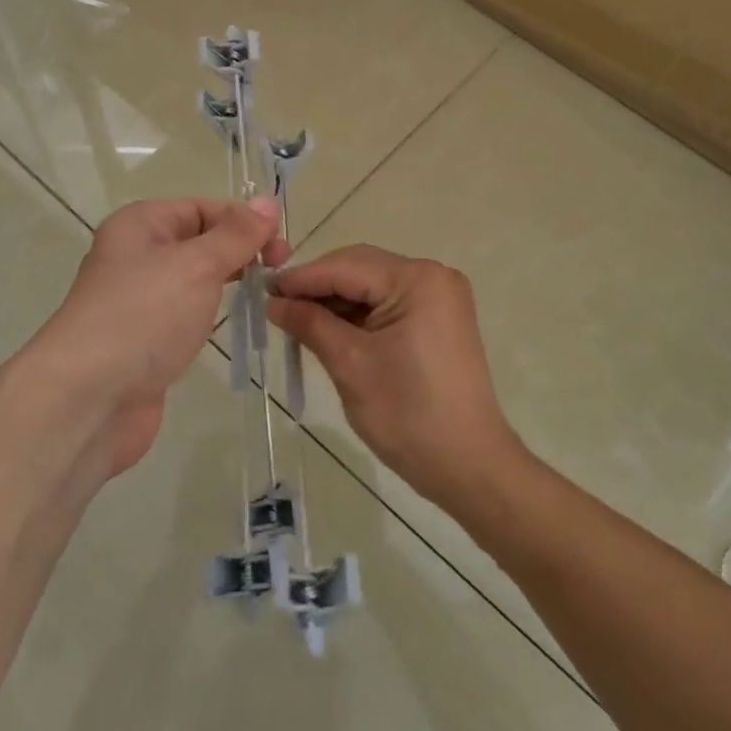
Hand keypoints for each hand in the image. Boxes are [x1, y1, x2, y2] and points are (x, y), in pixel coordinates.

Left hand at [26, 197, 281, 477]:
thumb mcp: (197, 265)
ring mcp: (139, 299)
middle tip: (279, 271)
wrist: (88, 400)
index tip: (281, 247)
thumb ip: (236, 235)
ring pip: (195, 279)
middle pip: (200, 241)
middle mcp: (137, 255)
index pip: (203, 208)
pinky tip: (235, 324)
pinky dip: (211, 314)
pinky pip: (186, 313)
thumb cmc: (143, 317)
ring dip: (228, 282)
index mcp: (141, 225)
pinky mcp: (145, 338)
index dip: (243, 221)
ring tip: (266, 295)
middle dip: (240, 251)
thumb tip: (267, 202)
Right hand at [267, 245, 523, 509]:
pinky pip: (388, 305)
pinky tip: (329, 330)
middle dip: (318, 287)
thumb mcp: (351, 364)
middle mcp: (433, 277)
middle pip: (361, 269)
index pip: (346, 266)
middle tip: (276, 307)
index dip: (302, 278)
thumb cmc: (408, 414)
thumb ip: (310, 324)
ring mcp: (440, 298)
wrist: (468, 465)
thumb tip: (274, 302)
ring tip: (296, 321)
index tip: (262, 290)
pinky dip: (358, 316)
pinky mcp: (439, 320)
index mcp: (418, 279)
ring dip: (336, 302)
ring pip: (372, 287)